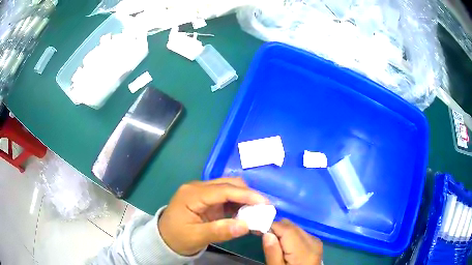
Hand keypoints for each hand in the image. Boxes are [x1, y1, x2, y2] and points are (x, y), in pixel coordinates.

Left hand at [158, 177, 268, 255]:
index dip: (246, 195)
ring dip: (245, 198)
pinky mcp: (207, 199)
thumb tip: (246, 226)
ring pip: (229, 188)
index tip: (265, 202)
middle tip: (264, 208)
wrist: (164, 238)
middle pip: (228, 184)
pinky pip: (226, 196)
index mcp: (192, 194)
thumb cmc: (177, 237)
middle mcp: (198, 188)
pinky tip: (246, 212)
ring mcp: (202, 192)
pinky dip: (238, 203)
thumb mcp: (196, 237)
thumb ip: (220, 231)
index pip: (223, 190)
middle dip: (248, 194)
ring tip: (258, 211)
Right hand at [263, 219, 322, 264]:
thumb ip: (273, 253)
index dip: (271, 226)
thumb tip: (267, 233)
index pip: (286, 228)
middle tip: (265, 240)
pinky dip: (290, 236)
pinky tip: (285, 247)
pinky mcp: (316, 243)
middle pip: (291, 226)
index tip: (257, 231)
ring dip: (283, 233)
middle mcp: (312, 241)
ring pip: (295, 228)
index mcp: (304, 250)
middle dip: (276, 229)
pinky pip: (300, 233)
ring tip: (275, 245)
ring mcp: (316, 242)